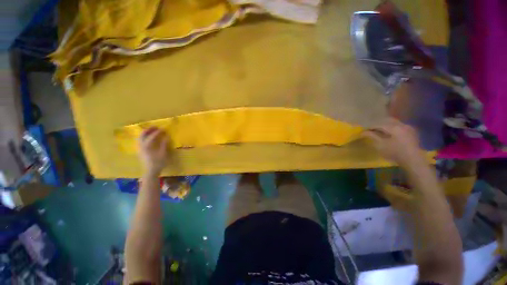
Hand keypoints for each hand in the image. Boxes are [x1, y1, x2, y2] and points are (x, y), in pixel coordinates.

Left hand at [138, 127, 167, 173]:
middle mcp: (141, 145)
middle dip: (149, 130)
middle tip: (155, 127)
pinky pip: (140, 141)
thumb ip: (164, 144)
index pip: (152, 136)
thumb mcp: (163, 153)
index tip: (163, 129)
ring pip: (140, 137)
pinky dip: (144, 137)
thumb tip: (166, 136)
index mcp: (147, 146)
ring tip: (152, 131)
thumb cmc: (158, 162)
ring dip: (145, 133)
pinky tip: (149, 138)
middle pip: (143, 135)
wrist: (151, 171)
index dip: (158, 132)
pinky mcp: (140, 150)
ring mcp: (140, 148)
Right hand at [364, 118, 424, 168]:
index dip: (370, 127)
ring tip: (381, 132)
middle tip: (372, 130)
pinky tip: (391, 134)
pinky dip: (394, 129)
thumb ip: (371, 136)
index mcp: (393, 127)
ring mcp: (409, 128)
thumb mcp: (380, 145)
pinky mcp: (412, 133)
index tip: (364, 131)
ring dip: (387, 126)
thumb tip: (363, 132)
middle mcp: (402, 124)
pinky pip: (400, 127)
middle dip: (379, 124)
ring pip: (395, 123)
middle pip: (388, 120)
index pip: (378, 124)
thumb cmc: (394, 152)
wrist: (413, 160)